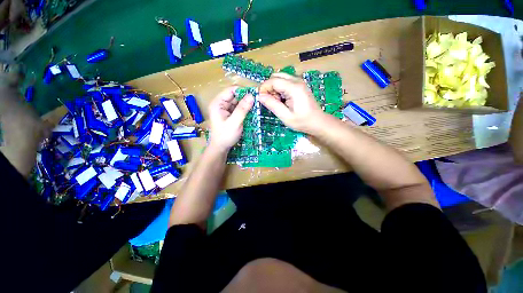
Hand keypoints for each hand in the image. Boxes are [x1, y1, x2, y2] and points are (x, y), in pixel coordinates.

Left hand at [208, 87, 253, 151]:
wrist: (221, 147)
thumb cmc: (225, 136)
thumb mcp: (234, 122)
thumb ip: (242, 109)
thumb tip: (252, 96)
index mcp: (218, 103)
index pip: (231, 90)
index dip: (243, 90)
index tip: (254, 94)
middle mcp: (221, 104)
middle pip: (235, 96)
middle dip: (246, 98)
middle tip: (257, 101)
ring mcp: (225, 109)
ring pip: (238, 102)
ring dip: (246, 104)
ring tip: (256, 107)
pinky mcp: (229, 114)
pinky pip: (238, 108)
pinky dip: (245, 110)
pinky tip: (251, 112)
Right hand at [259, 73, 326, 133]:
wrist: (318, 122)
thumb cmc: (302, 121)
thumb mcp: (285, 116)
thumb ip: (272, 105)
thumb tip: (260, 96)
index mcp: (294, 88)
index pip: (273, 81)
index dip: (264, 88)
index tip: (261, 100)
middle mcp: (296, 80)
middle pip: (276, 77)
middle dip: (269, 88)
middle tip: (271, 102)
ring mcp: (299, 82)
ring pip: (280, 79)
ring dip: (274, 89)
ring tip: (278, 102)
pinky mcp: (299, 85)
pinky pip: (285, 82)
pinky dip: (280, 89)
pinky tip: (283, 100)